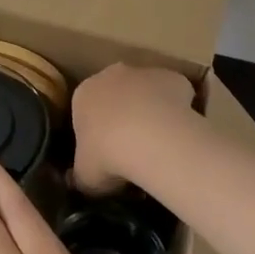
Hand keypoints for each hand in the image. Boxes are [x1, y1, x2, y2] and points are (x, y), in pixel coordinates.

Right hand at [70, 64, 197, 195]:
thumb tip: (75, 180)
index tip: (107, 153)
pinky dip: (177, 110)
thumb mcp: (84, 176)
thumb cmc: (107, 156)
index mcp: (83, 94)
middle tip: (133, 148)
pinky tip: (179, 133)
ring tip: (160, 145)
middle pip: (117, 94)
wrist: (151, 139)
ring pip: (147, 92)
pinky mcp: (173, 77)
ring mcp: (144, 73)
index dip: (97, 132)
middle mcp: (111, 75)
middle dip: (124, 115)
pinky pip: (175, 95)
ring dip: (151, 110)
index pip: (86, 110)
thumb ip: (79, 176)